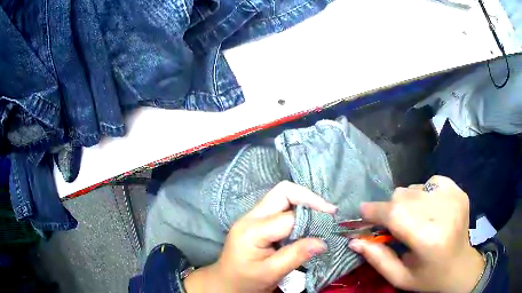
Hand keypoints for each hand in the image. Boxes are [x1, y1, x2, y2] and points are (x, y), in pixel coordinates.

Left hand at [184, 181, 336, 292]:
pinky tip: (308, 222)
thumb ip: (296, 255)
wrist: (225, 283)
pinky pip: (280, 207)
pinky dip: (297, 210)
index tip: (331, 225)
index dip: (312, 219)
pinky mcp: (257, 221)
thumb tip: (323, 242)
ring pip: (282, 196)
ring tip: (322, 217)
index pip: (288, 217)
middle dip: (309, 198)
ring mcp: (252, 217)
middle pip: (283, 192)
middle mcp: (251, 217)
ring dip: (304, 203)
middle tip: (329, 212)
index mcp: (252, 230)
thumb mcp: (271, 273)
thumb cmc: (245, 281)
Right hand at [349, 175, 484, 292]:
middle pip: (403, 196)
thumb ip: (377, 258)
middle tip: (390, 224)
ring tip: (413, 219)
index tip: (362, 212)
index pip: (395, 214)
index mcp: (428, 240)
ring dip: (407, 202)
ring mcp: (453, 198)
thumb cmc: (428, 278)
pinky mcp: (459, 191)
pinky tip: (429, 209)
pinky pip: (431, 182)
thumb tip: (354, 240)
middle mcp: (443, 213)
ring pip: (415, 188)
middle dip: (390, 209)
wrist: (460, 267)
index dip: (375, 211)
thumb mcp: (399, 277)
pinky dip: (424, 193)